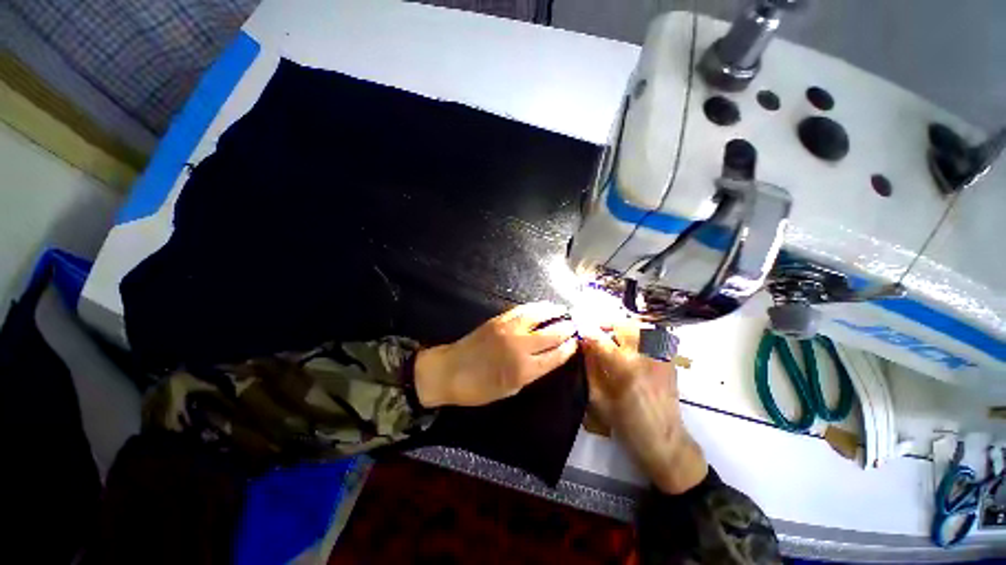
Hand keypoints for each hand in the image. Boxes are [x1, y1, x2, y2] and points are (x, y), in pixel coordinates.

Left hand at [414, 302, 577, 407]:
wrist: (449, 371)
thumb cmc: (479, 388)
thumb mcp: (510, 390)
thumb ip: (531, 373)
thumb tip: (547, 358)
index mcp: (525, 370)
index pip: (557, 355)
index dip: (569, 347)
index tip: (576, 341)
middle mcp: (521, 346)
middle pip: (552, 334)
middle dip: (567, 328)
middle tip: (575, 324)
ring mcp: (510, 329)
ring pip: (539, 316)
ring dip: (554, 312)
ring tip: (563, 310)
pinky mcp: (499, 319)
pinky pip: (522, 310)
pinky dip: (536, 307)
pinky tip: (542, 307)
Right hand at [580, 320, 707, 493]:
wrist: (665, 442)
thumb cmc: (626, 424)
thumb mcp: (598, 398)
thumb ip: (590, 366)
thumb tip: (582, 343)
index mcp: (625, 368)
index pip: (600, 338)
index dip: (586, 330)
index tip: (578, 329)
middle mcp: (645, 356)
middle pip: (622, 324)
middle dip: (605, 325)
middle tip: (595, 333)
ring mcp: (661, 355)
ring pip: (638, 326)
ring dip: (621, 328)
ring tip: (612, 338)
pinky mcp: (669, 359)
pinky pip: (652, 335)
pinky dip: (638, 334)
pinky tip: (631, 346)